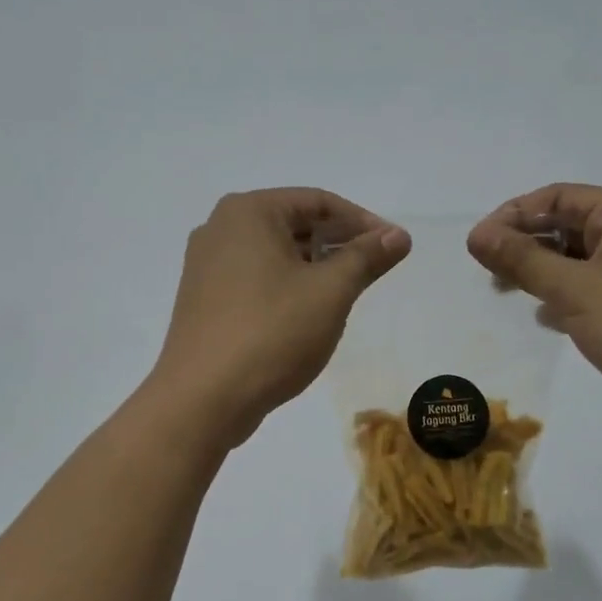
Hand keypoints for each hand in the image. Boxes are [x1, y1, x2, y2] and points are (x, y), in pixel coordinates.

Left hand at [151, 189, 410, 446]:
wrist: (203, 399)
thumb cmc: (271, 333)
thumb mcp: (330, 292)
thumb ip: (366, 257)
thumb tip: (398, 235)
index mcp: (248, 212)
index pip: (318, 201)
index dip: (362, 221)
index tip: (394, 246)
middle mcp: (219, 228)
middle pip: (294, 224)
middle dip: (337, 244)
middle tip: (374, 270)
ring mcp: (206, 266)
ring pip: (274, 254)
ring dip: (314, 268)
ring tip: (346, 294)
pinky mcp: (203, 300)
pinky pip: (255, 279)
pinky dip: (286, 287)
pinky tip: (307, 314)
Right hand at [467, 184, 601, 438]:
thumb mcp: (575, 289)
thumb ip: (523, 260)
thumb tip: (477, 234)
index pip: (558, 197)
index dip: (514, 214)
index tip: (478, 243)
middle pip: (565, 227)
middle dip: (524, 244)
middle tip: (487, 270)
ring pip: (574, 261)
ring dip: (539, 273)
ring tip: (505, 292)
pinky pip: (588, 291)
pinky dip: (562, 298)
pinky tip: (544, 319)